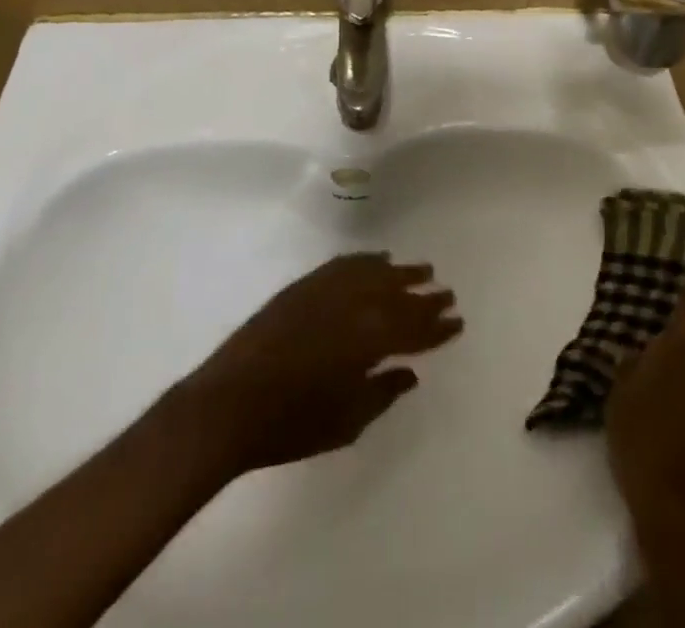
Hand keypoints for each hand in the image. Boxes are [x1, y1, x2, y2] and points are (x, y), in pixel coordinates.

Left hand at [171, 253, 463, 476]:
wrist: (228, 404)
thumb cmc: (291, 424)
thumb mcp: (346, 422)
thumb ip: (383, 392)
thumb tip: (410, 371)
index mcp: (369, 340)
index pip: (414, 328)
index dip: (437, 326)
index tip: (457, 320)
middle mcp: (354, 305)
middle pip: (399, 294)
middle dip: (425, 295)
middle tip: (447, 292)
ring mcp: (327, 289)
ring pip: (375, 273)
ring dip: (401, 272)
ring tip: (422, 269)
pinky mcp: (305, 285)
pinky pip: (345, 264)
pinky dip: (366, 261)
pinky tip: (376, 260)